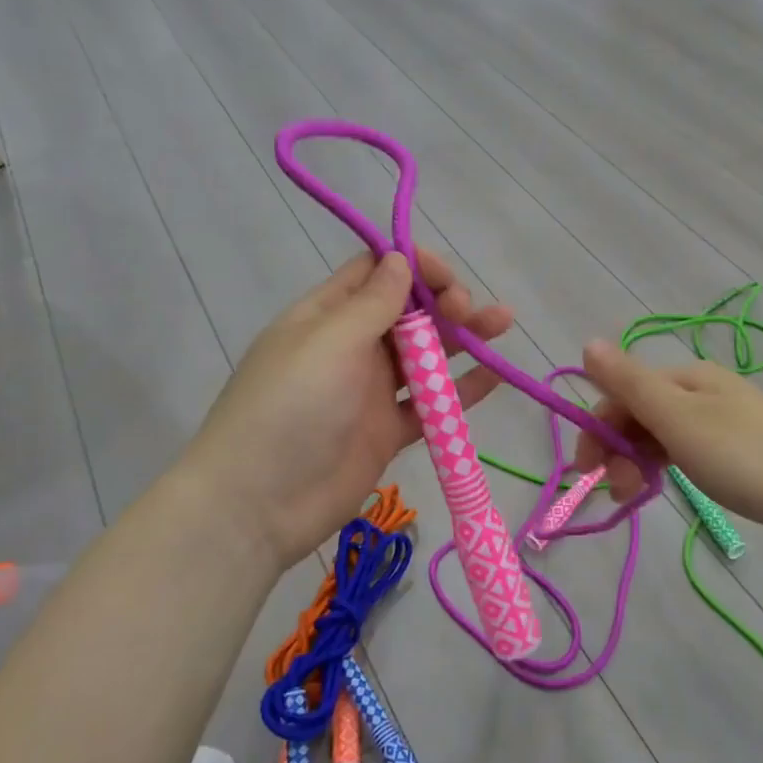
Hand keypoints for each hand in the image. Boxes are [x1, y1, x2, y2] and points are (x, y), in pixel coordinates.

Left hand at [187, 250, 512, 566]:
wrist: (259, 503)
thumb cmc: (291, 406)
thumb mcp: (330, 341)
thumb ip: (373, 303)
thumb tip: (400, 258)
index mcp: (327, 316)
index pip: (375, 273)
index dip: (413, 266)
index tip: (445, 276)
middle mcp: (351, 347)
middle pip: (408, 312)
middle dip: (443, 302)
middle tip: (467, 310)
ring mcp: (371, 391)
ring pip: (426, 354)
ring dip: (464, 337)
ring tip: (504, 323)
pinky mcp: (388, 431)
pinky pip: (432, 403)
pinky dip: (463, 389)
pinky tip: (497, 374)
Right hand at [573, 340, 762, 555]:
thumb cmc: (746, 456)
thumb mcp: (679, 419)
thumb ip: (630, 383)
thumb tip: (588, 342)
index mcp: (688, 378)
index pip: (623, 393)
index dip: (598, 428)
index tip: (585, 473)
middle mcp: (705, 392)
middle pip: (642, 413)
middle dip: (618, 450)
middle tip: (618, 493)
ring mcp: (727, 422)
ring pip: (664, 436)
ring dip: (639, 462)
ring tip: (637, 499)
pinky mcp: (744, 453)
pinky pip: (689, 453)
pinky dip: (668, 468)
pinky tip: (669, 488)